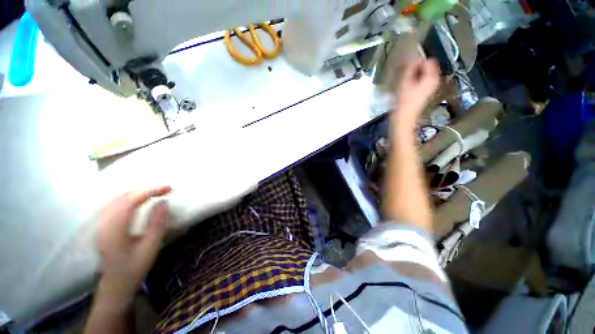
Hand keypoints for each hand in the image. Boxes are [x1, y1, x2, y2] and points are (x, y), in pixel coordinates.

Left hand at [96, 185, 171, 304]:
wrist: (115, 285)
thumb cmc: (134, 267)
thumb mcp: (150, 246)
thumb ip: (157, 223)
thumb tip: (164, 202)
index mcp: (115, 229)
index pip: (130, 201)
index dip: (150, 191)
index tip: (169, 188)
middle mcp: (104, 223)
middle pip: (122, 197)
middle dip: (145, 190)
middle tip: (165, 190)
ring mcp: (101, 225)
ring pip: (116, 199)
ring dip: (137, 193)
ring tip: (155, 193)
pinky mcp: (102, 227)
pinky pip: (114, 204)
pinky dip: (128, 198)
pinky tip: (138, 201)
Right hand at [392, 59, 439, 126]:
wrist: (403, 118)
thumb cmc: (404, 101)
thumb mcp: (405, 82)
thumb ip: (409, 68)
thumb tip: (410, 59)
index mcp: (432, 77)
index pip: (428, 61)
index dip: (417, 61)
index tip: (406, 66)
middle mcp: (433, 81)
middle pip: (425, 67)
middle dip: (414, 67)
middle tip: (403, 71)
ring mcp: (428, 88)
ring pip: (421, 74)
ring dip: (412, 74)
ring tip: (402, 78)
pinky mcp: (422, 93)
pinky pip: (418, 81)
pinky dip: (412, 80)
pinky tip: (404, 85)